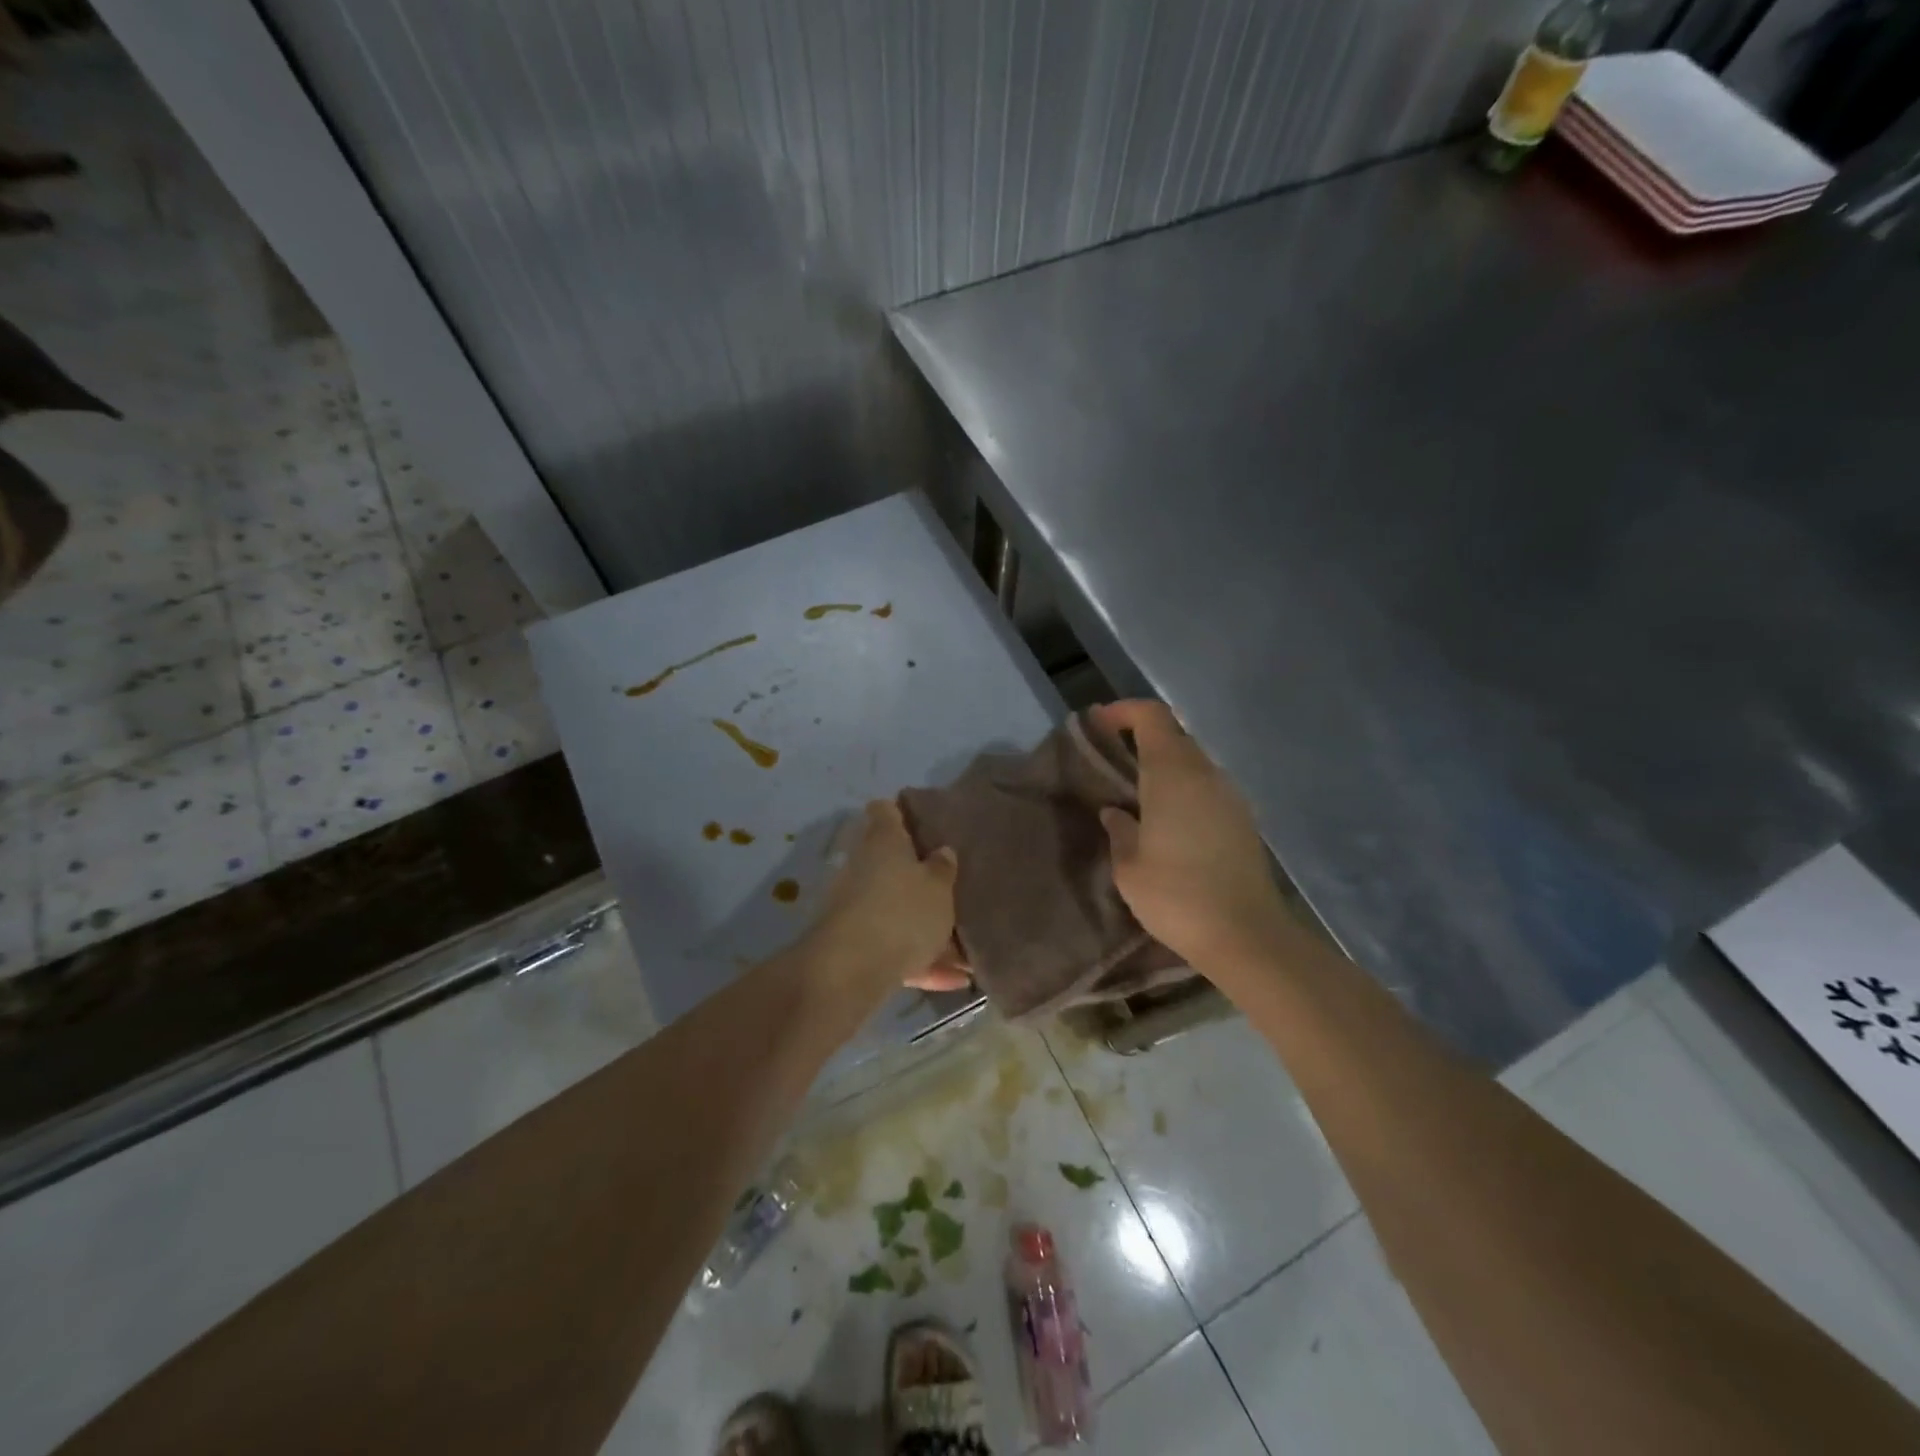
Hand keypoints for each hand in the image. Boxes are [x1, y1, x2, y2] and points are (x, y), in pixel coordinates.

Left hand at [802, 799, 958, 1003]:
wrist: (851, 969)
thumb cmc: (902, 911)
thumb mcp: (939, 887)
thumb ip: (943, 868)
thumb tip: (942, 852)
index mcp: (883, 840)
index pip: (885, 810)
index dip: (902, 812)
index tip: (922, 822)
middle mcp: (862, 866)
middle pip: (889, 863)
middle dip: (917, 877)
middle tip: (950, 886)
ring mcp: (852, 905)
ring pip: (894, 910)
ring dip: (922, 927)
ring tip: (963, 950)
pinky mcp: (852, 944)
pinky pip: (892, 947)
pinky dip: (917, 960)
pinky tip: (953, 980)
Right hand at [1095, 700, 1292, 973]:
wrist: (1245, 934)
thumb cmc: (1175, 895)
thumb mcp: (1129, 866)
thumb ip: (1119, 830)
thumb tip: (1115, 812)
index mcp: (1172, 773)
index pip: (1151, 717)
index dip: (1123, 711)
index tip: (1098, 724)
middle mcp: (1206, 773)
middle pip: (1174, 735)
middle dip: (1140, 737)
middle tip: (1111, 759)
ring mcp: (1230, 795)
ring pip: (1193, 761)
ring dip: (1164, 765)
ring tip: (1136, 792)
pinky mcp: (1243, 819)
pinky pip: (1207, 786)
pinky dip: (1183, 788)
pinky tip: (1167, 820)